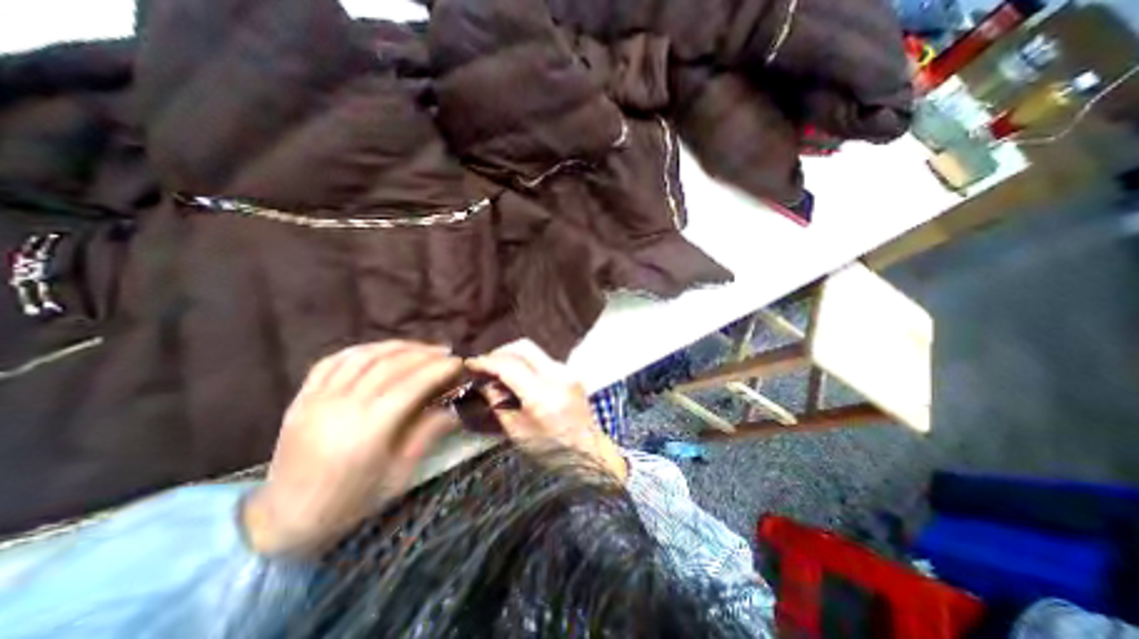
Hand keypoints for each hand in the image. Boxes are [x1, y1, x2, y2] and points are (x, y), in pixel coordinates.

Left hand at [243, 341, 462, 556]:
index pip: (412, 385)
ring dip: (397, 346)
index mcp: (369, 429)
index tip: (459, 363)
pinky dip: (362, 350)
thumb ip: (427, 435)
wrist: (283, 521)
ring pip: (364, 356)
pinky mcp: (302, 397)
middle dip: (424, 354)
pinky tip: (380, 350)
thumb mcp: (399, 475)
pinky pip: (333, 361)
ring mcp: (318, 398)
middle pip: (391, 365)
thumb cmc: (350, 502)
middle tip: (446, 352)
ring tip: (420, 348)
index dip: (439, 370)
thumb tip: (454, 409)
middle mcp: (342, 406)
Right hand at [467, 338, 626, 479]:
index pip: (509, 366)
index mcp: (542, 395)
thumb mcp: (517, 432)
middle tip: (485, 365)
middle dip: (500, 352)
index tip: (469, 364)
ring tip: (498, 371)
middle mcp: (557, 375)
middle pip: (523, 347)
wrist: (590, 451)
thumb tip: (484, 383)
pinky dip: (526, 362)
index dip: (486, 362)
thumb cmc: (552, 450)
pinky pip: (543, 359)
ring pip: (534, 351)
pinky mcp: (571, 372)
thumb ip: (498, 404)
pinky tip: (518, 376)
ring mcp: (567, 371)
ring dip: (513, 356)